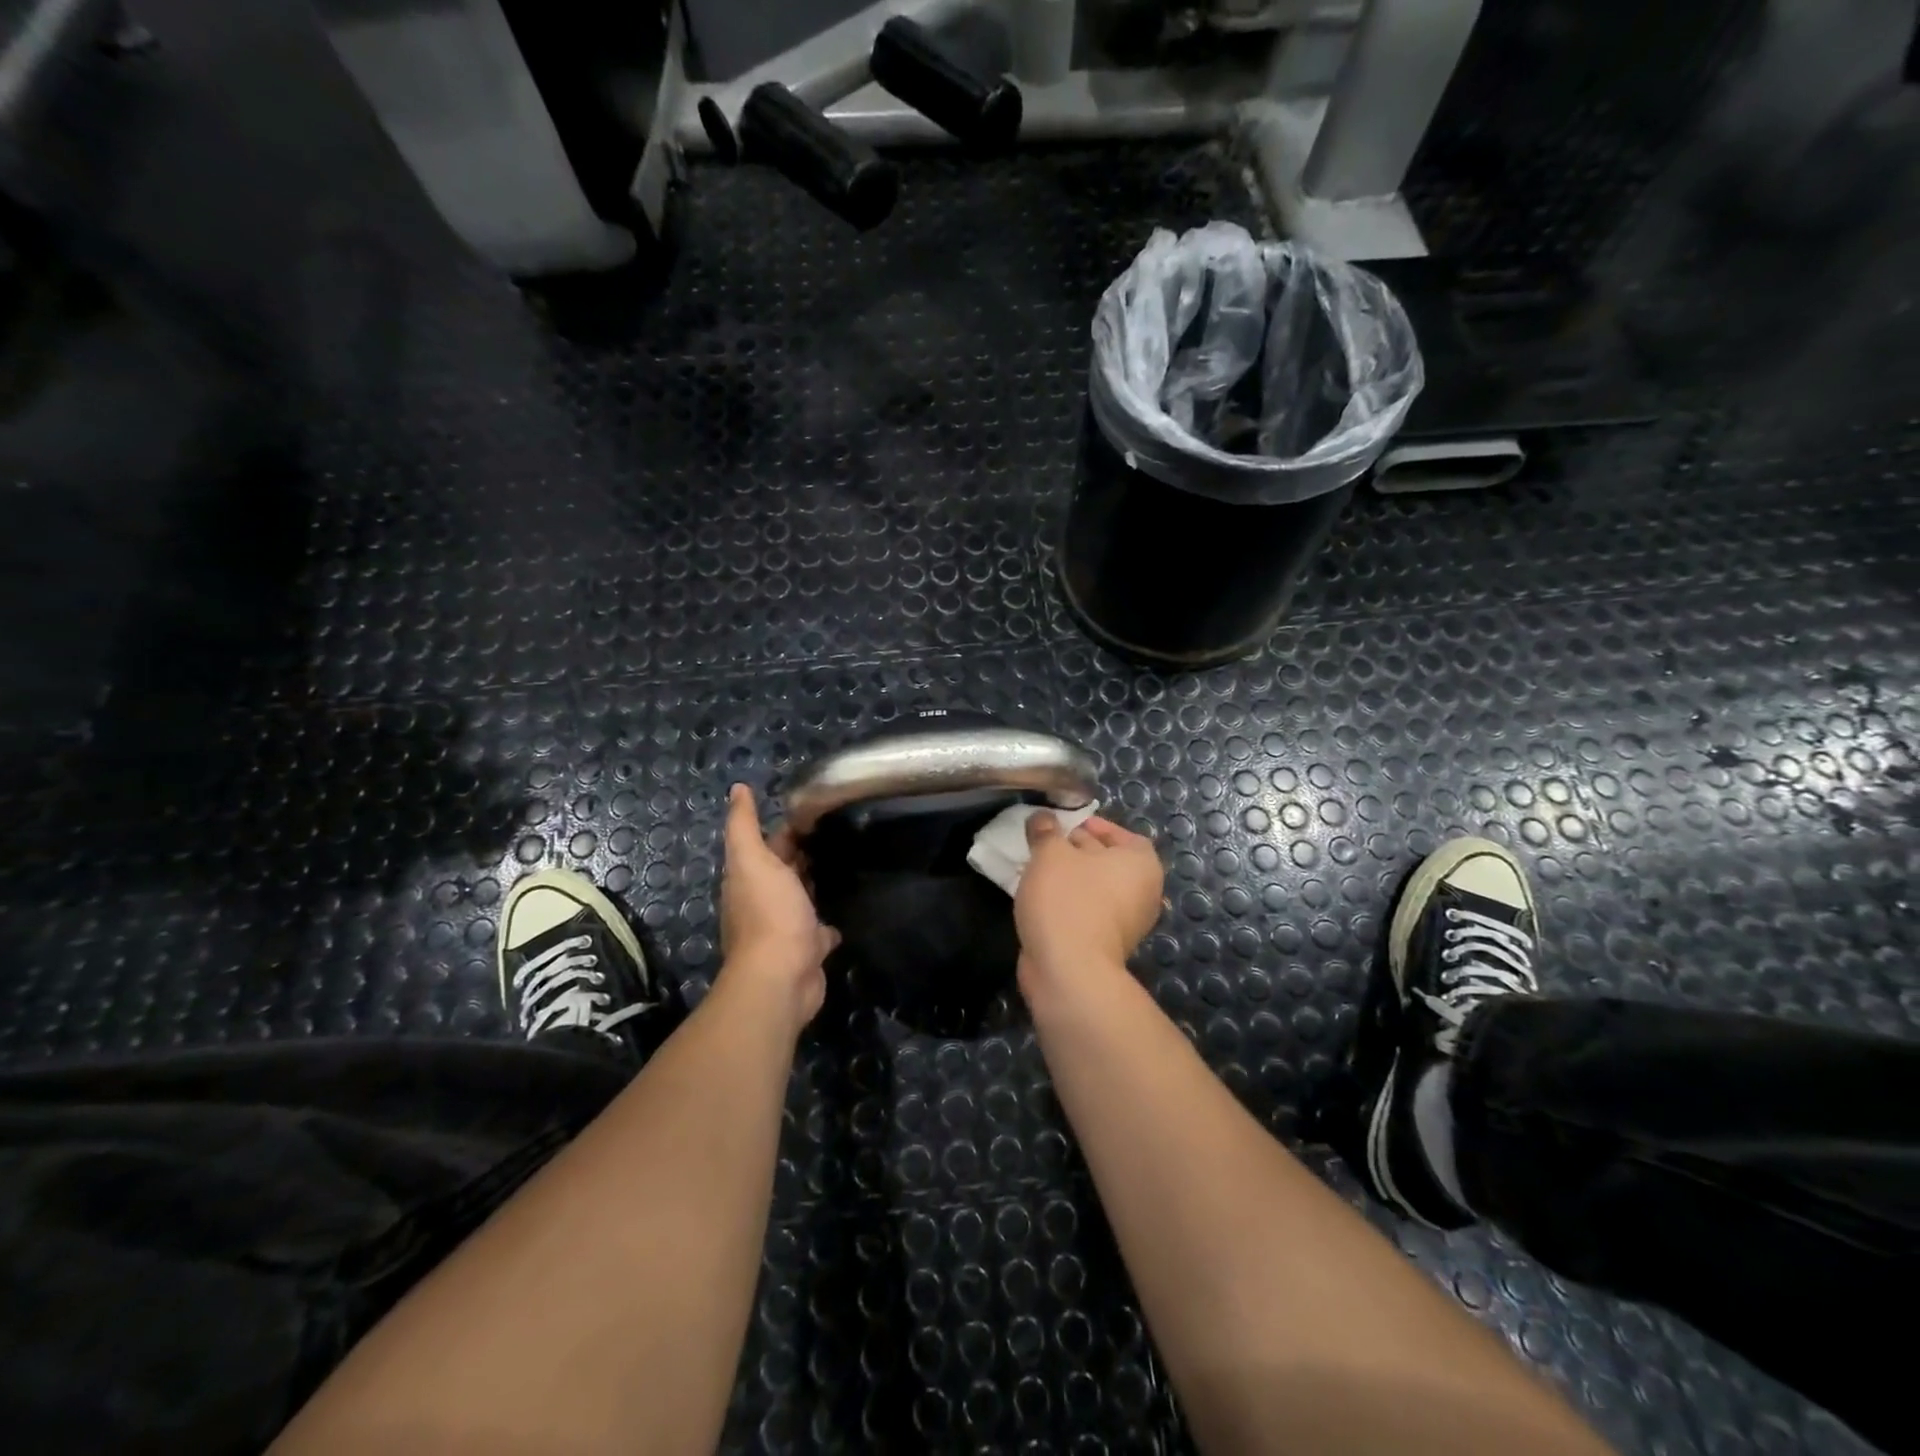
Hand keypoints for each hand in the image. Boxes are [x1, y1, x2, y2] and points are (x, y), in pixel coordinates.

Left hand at [719, 783, 838, 1028]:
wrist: (782, 976)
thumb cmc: (770, 913)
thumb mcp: (753, 860)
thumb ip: (744, 825)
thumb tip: (737, 788)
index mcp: (750, 878)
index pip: (770, 844)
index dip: (789, 827)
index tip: (818, 810)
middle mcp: (764, 901)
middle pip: (785, 870)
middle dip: (804, 853)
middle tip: (840, 832)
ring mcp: (786, 928)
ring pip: (802, 899)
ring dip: (815, 885)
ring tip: (846, 864)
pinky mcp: (808, 950)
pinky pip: (820, 931)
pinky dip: (828, 922)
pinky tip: (846, 910)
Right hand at [1014, 812, 1163, 990]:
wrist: (1069, 970)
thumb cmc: (1067, 899)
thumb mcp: (1050, 853)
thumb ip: (1046, 830)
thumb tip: (1042, 817)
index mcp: (1142, 864)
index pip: (1123, 834)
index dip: (1095, 825)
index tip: (1066, 824)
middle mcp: (1143, 892)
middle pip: (1108, 861)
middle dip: (1077, 849)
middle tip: (1044, 842)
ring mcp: (1127, 923)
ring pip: (1095, 888)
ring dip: (1069, 878)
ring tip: (1036, 868)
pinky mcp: (1106, 945)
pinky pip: (1087, 912)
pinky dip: (1067, 902)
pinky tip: (1040, 898)